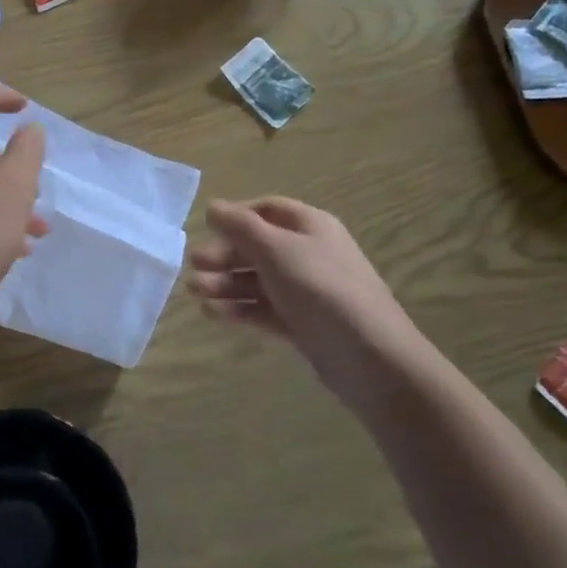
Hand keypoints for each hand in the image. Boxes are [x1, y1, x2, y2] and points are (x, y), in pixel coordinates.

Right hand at [187, 198, 419, 391]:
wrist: (371, 360)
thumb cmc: (321, 290)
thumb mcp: (276, 250)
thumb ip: (240, 227)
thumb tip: (212, 207)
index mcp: (310, 226)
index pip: (266, 210)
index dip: (235, 216)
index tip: (205, 229)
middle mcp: (309, 254)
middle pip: (258, 246)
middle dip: (224, 254)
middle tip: (194, 266)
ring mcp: (306, 291)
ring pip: (257, 279)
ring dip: (225, 282)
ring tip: (195, 293)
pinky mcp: (302, 324)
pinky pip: (264, 308)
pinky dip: (239, 308)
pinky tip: (213, 313)